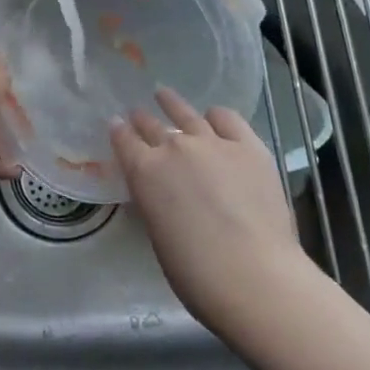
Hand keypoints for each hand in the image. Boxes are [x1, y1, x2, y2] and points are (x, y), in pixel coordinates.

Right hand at [111, 89, 315, 334]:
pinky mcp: (248, 146)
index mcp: (144, 172)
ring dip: (172, 103)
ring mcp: (213, 142)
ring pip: (186, 113)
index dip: (119, 131)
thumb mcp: (158, 234)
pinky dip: (216, 116)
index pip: (124, 140)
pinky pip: (228, 119)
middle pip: (152, 125)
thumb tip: (162, 192)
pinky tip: (213, 117)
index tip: (116, 124)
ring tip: (164, 95)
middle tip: (137, 114)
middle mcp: (174, 147)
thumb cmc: (195, 273)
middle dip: (142, 119)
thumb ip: (155, 202)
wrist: (252, 275)